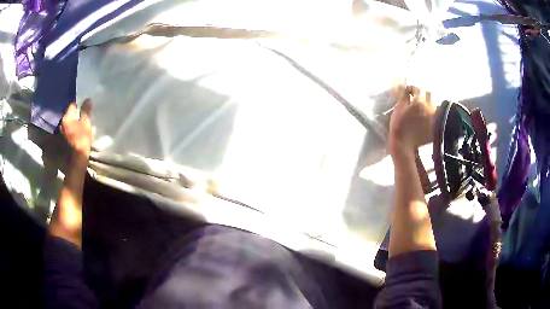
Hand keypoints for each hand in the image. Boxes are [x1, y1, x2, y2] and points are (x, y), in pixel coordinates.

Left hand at [61, 100, 91, 165]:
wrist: (77, 161)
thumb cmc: (81, 140)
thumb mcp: (86, 124)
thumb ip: (86, 111)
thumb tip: (87, 99)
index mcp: (66, 117)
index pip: (72, 105)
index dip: (79, 106)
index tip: (84, 109)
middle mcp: (61, 123)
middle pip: (69, 115)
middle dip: (74, 115)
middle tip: (81, 117)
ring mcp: (60, 133)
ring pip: (67, 124)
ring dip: (71, 124)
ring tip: (78, 127)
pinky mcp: (61, 142)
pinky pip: (66, 132)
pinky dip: (70, 132)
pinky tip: (74, 135)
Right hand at [389, 86, 434, 156]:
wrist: (404, 145)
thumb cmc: (399, 126)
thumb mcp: (398, 108)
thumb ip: (404, 95)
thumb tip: (406, 88)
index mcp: (419, 102)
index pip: (418, 89)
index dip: (412, 89)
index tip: (407, 92)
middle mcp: (430, 108)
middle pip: (429, 95)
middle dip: (423, 95)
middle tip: (416, 100)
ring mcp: (434, 117)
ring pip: (433, 105)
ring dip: (428, 104)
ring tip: (421, 109)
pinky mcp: (436, 126)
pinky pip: (435, 115)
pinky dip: (430, 114)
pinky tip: (424, 119)